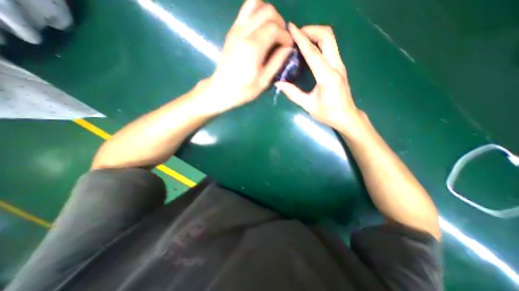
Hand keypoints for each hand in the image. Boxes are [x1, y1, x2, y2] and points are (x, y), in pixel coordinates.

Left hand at [209, 0, 295, 113]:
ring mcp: (236, 29)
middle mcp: (244, 32)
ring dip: (268, 15)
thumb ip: (277, 62)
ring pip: (256, 4)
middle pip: (268, 11)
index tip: (288, 47)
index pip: (275, 28)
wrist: (221, 89)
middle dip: (279, 23)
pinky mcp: (232, 30)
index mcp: (253, 47)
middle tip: (281, 40)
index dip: (285, 36)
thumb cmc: (243, 90)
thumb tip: (288, 48)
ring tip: (271, 32)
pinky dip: (257, 14)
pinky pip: (246, 10)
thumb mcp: (264, 81)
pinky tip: (260, 30)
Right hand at [273, 23, 366, 135]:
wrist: (347, 116)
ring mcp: (340, 64)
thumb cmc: (328, 113)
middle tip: (296, 34)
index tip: (291, 27)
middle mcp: (336, 66)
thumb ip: (293, 94)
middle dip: (311, 30)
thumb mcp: (308, 105)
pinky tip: (309, 49)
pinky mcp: (339, 66)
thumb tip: (279, 83)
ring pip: (330, 39)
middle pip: (327, 36)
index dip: (301, 38)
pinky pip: (330, 47)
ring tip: (301, 39)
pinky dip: (319, 42)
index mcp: (327, 76)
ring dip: (315, 34)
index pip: (312, 52)